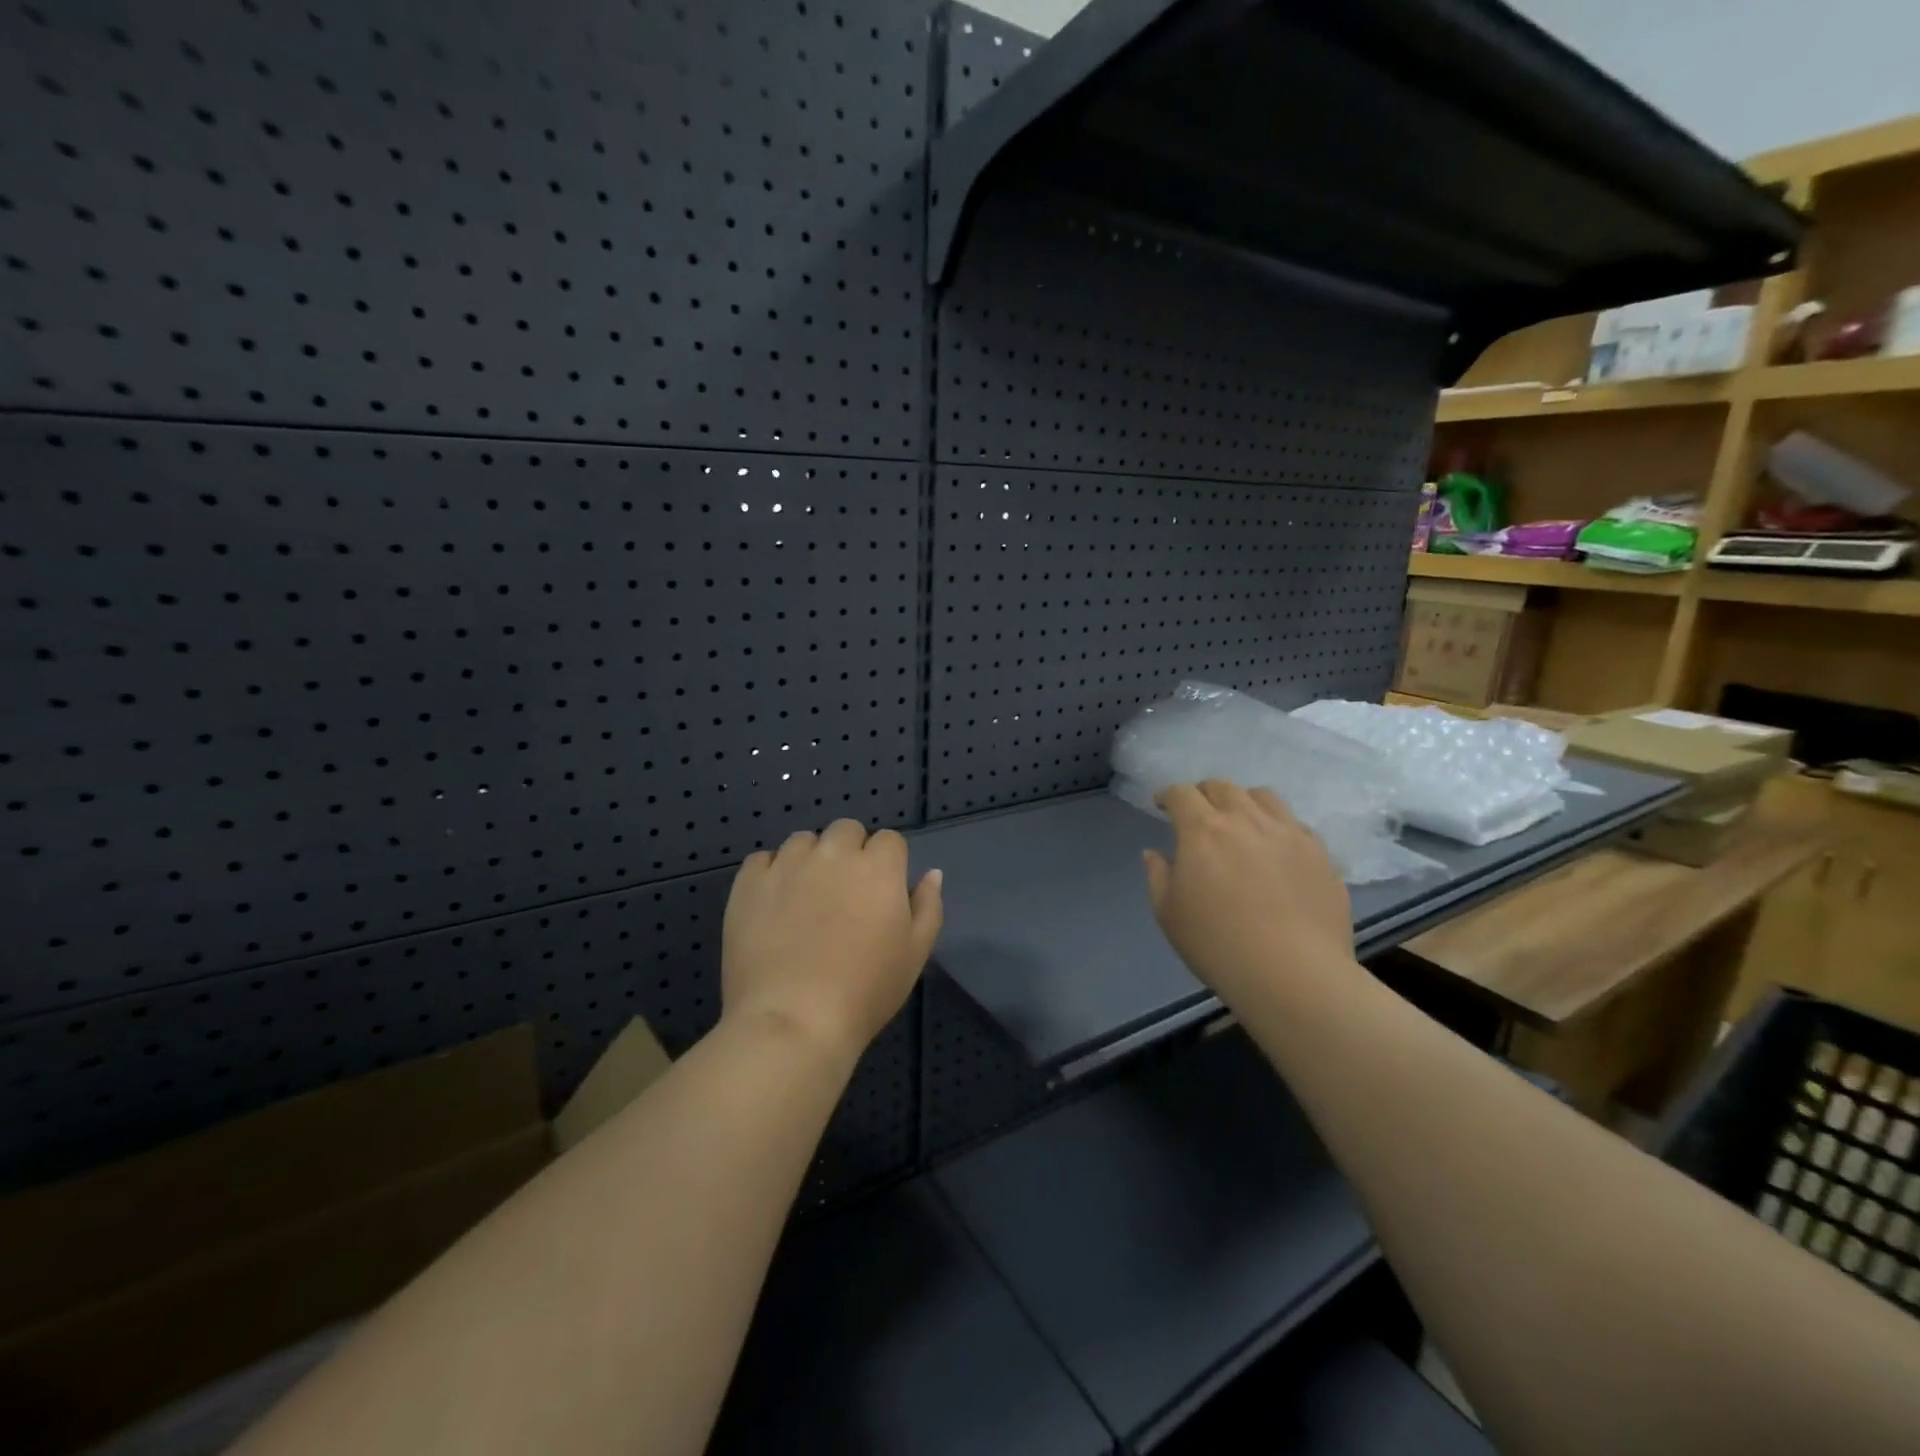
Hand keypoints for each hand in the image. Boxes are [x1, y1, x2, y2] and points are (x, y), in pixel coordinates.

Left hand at [722, 820, 942, 1064]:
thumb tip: (932, 873)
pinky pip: (761, 860)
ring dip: (810, 859)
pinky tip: (772, 905)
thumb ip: (928, 906)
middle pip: (845, 830)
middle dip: (849, 851)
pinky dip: (770, 874)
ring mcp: (787, 865)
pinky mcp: (749, 883)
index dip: (887, 863)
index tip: (880, 892)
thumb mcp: (915, 954)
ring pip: (803, 841)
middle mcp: (833, 854)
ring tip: (804, 898)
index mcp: (878, 867)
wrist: (794, 1021)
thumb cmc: (866, 991)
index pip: (889, 840)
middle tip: (844, 893)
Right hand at [1143, 781, 1355, 1010]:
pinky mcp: (1320, 853)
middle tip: (1198, 813)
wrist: (1294, 975)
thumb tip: (1154, 853)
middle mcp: (1246, 820)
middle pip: (1223, 787)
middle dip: (1204, 794)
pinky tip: (1275, 849)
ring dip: (1244, 802)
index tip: (1161, 805)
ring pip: (1263, 797)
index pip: (1181, 794)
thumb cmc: (1218, 944)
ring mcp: (1288, 833)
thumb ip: (1158, 876)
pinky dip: (1277, 826)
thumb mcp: (1169, 914)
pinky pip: (1295, 824)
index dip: (1167, 795)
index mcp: (1203, 830)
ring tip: (1240, 821)